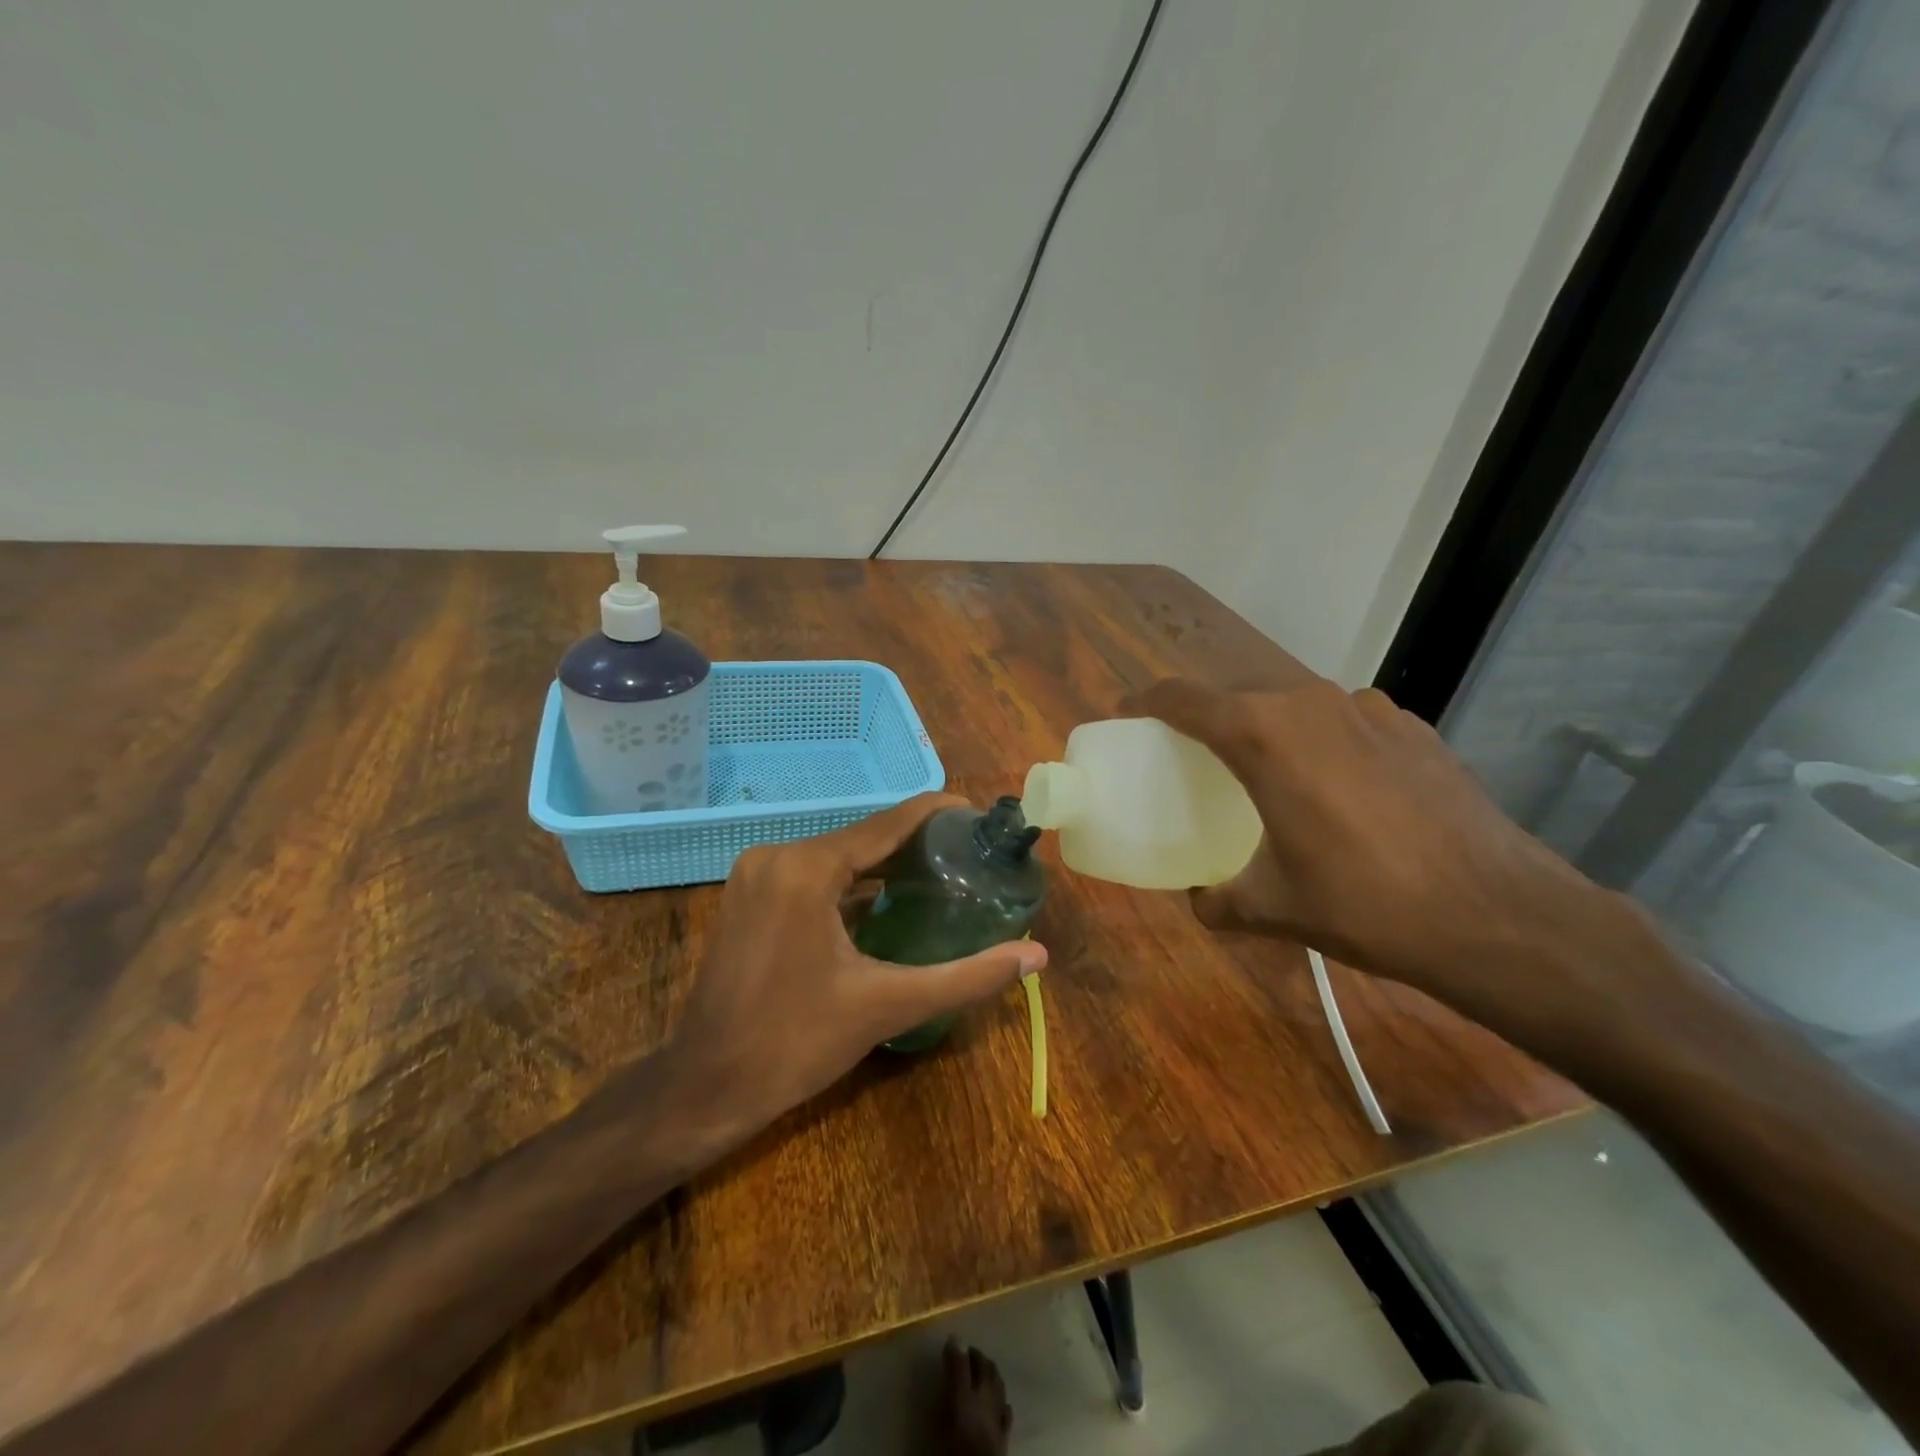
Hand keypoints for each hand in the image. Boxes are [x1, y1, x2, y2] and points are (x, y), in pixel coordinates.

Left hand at [667, 794, 1047, 1138]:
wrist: (706, 1086)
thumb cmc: (795, 1043)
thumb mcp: (888, 1005)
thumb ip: (967, 976)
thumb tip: (1036, 955)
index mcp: (806, 867)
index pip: (887, 823)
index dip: (936, 814)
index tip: (977, 817)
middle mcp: (777, 855)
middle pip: (862, 837)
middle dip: (915, 843)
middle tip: (969, 856)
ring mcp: (755, 873)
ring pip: (836, 855)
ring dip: (883, 863)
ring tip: (939, 873)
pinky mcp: (747, 895)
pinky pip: (811, 873)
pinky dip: (850, 882)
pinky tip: (884, 900)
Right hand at [1120, 677, 1635, 1031]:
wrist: (1498, 915)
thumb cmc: (1366, 904)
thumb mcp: (1274, 908)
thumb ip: (1218, 899)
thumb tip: (1199, 899)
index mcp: (1263, 735)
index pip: (1183, 698)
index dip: (1147, 701)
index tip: (1127, 713)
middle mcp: (1311, 703)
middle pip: (1238, 694)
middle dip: (1207, 716)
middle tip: (1191, 752)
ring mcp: (1368, 709)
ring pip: (1293, 703)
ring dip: (1267, 726)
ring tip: (1266, 768)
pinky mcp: (1411, 727)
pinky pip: (1343, 720)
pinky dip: (1320, 739)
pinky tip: (1336, 785)